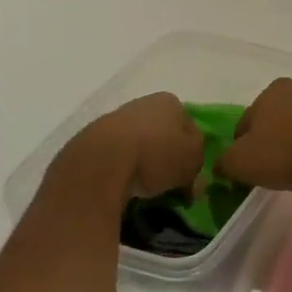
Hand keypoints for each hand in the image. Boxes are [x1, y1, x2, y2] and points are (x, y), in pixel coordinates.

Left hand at [51, 93, 203, 204]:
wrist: (100, 162)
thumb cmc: (156, 154)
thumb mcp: (192, 161)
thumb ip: (199, 166)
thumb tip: (193, 180)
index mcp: (170, 102)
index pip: (189, 126)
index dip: (192, 151)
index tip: (189, 175)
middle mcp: (142, 103)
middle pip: (162, 134)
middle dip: (166, 157)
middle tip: (169, 184)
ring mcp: (114, 120)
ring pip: (138, 144)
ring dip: (142, 163)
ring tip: (145, 189)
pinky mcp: (92, 140)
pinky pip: (116, 158)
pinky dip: (121, 170)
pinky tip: (122, 187)